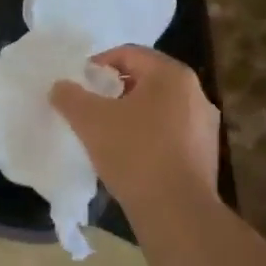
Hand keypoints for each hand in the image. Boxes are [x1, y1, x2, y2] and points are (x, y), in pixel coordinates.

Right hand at [50, 46, 219, 212]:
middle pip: (145, 80)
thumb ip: (70, 96)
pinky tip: (129, 156)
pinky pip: (170, 133)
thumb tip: (60, 87)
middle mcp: (195, 93)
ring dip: (131, 115)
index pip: (128, 54)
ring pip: (158, 108)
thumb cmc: (134, 153)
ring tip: (106, 133)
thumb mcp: (89, 120)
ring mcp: (205, 125)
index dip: (97, 65)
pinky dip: (148, 136)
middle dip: (114, 91)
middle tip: (89, 108)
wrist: (176, 212)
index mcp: (171, 75)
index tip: (78, 85)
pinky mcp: (206, 154)